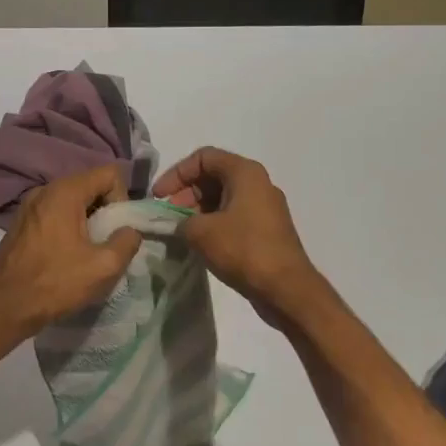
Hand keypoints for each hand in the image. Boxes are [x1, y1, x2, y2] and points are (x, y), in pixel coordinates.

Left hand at [0, 165, 142, 342]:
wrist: (2, 308)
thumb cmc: (54, 284)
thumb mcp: (104, 266)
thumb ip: (127, 241)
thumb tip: (130, 231)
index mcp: (64, 192)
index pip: (110, 173)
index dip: (122, 199)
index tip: (115, 230)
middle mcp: (44, 190)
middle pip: (90, 185)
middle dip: (105, 211)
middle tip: (105, 244)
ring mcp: (28, 206)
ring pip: (72, 202)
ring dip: (87, 222)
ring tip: (87, 254)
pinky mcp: (21, 224)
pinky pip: (55, 214)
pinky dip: (68, 229)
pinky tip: (66, 258)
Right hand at [153, 148, 319, 320]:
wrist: (285, 287)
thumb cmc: (244, 250)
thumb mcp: (200, 232)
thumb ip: (181, 221)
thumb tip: (180, 225)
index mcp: (245, 172)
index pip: (203, 157)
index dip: (176, 173)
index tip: (159, 197)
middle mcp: (258, 183)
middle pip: (214, 176)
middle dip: (186, 193)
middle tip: (168, 216)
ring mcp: (265, 207)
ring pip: (224, 197)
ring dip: (198, 210)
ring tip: (180, 232)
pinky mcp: (267, 229)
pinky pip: (234, 216)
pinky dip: (213, 223)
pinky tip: (200, 243)